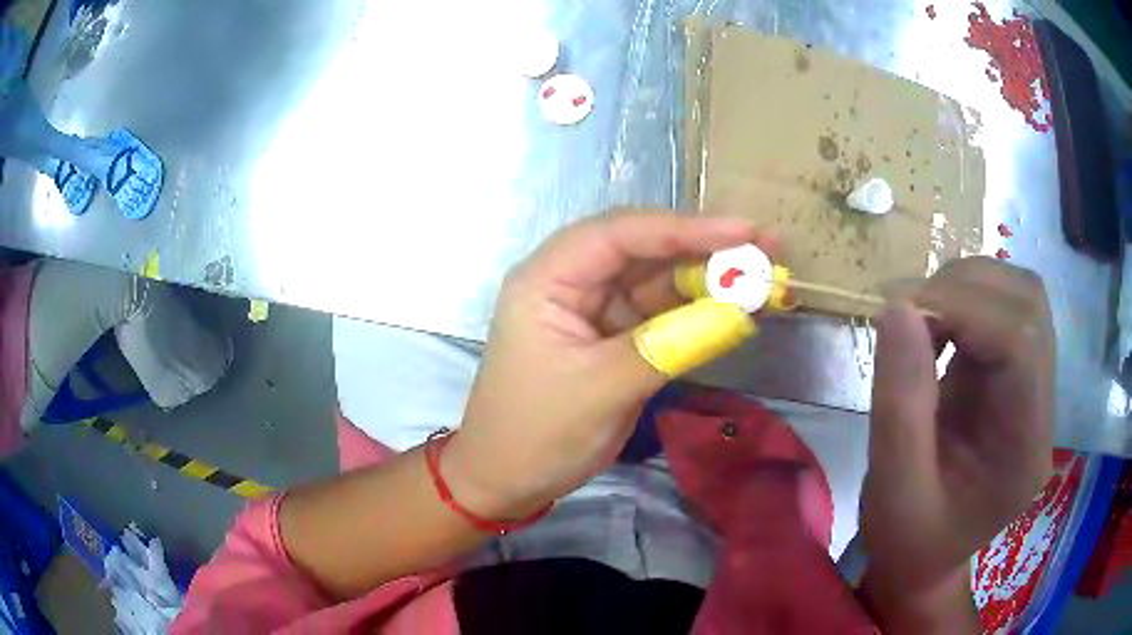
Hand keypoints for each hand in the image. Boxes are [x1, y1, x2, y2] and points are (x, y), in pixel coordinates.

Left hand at [443, 210, 765, 518]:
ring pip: (658, 281)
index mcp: (548, 279)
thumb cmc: (537, 433)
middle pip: (644, 250)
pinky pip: (662, 315)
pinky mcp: (615, 337)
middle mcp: (571, 282)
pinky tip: (737, 310)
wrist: (508, 480)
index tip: (742, 232)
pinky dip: (699, 314)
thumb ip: (671, 345)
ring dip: (709, 281)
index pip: (619, 234)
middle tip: (766, 250)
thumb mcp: (602, 389)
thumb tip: (740, 313)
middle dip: (705, 250)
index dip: (683, 227)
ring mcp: (595, 310)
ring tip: (764, 281)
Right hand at [862, 258, 1053, 601]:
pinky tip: (937, 326)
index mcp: (1024, 451)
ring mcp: (1036, 388)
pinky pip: (1005, 311)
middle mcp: (1043, 409)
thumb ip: (899, 404)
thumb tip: (897, 308)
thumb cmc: (908, 540)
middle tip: (906, 310)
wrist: (926, 558)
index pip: (1020, 344)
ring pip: (1021, 297)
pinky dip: (966, 301)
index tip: (902, 310)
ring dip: (967, 287)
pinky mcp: (1018, 376)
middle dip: (965, 289)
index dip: (965, 310)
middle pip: (1028, 307)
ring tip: (921, 315)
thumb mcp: (892, 490)